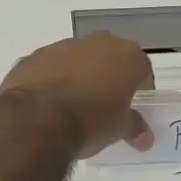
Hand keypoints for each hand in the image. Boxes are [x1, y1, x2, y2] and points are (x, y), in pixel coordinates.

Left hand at [1, 33, 154, 157]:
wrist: (37, 118)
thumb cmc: (90, 121)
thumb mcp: (119, 129)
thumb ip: (134, 127)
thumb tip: (145, 138)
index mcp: (126, 56)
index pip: (142, 69)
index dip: (140, 88)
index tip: (133, 107)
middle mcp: (98, 42)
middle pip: (110, 57)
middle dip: (109, 77)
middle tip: (105, 104)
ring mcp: (63, 46)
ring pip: (78, 59)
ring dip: (79, 75)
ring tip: (73, 105)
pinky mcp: (35, 56)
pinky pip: (51, 66)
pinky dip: (52, 79)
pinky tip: (47, 103)